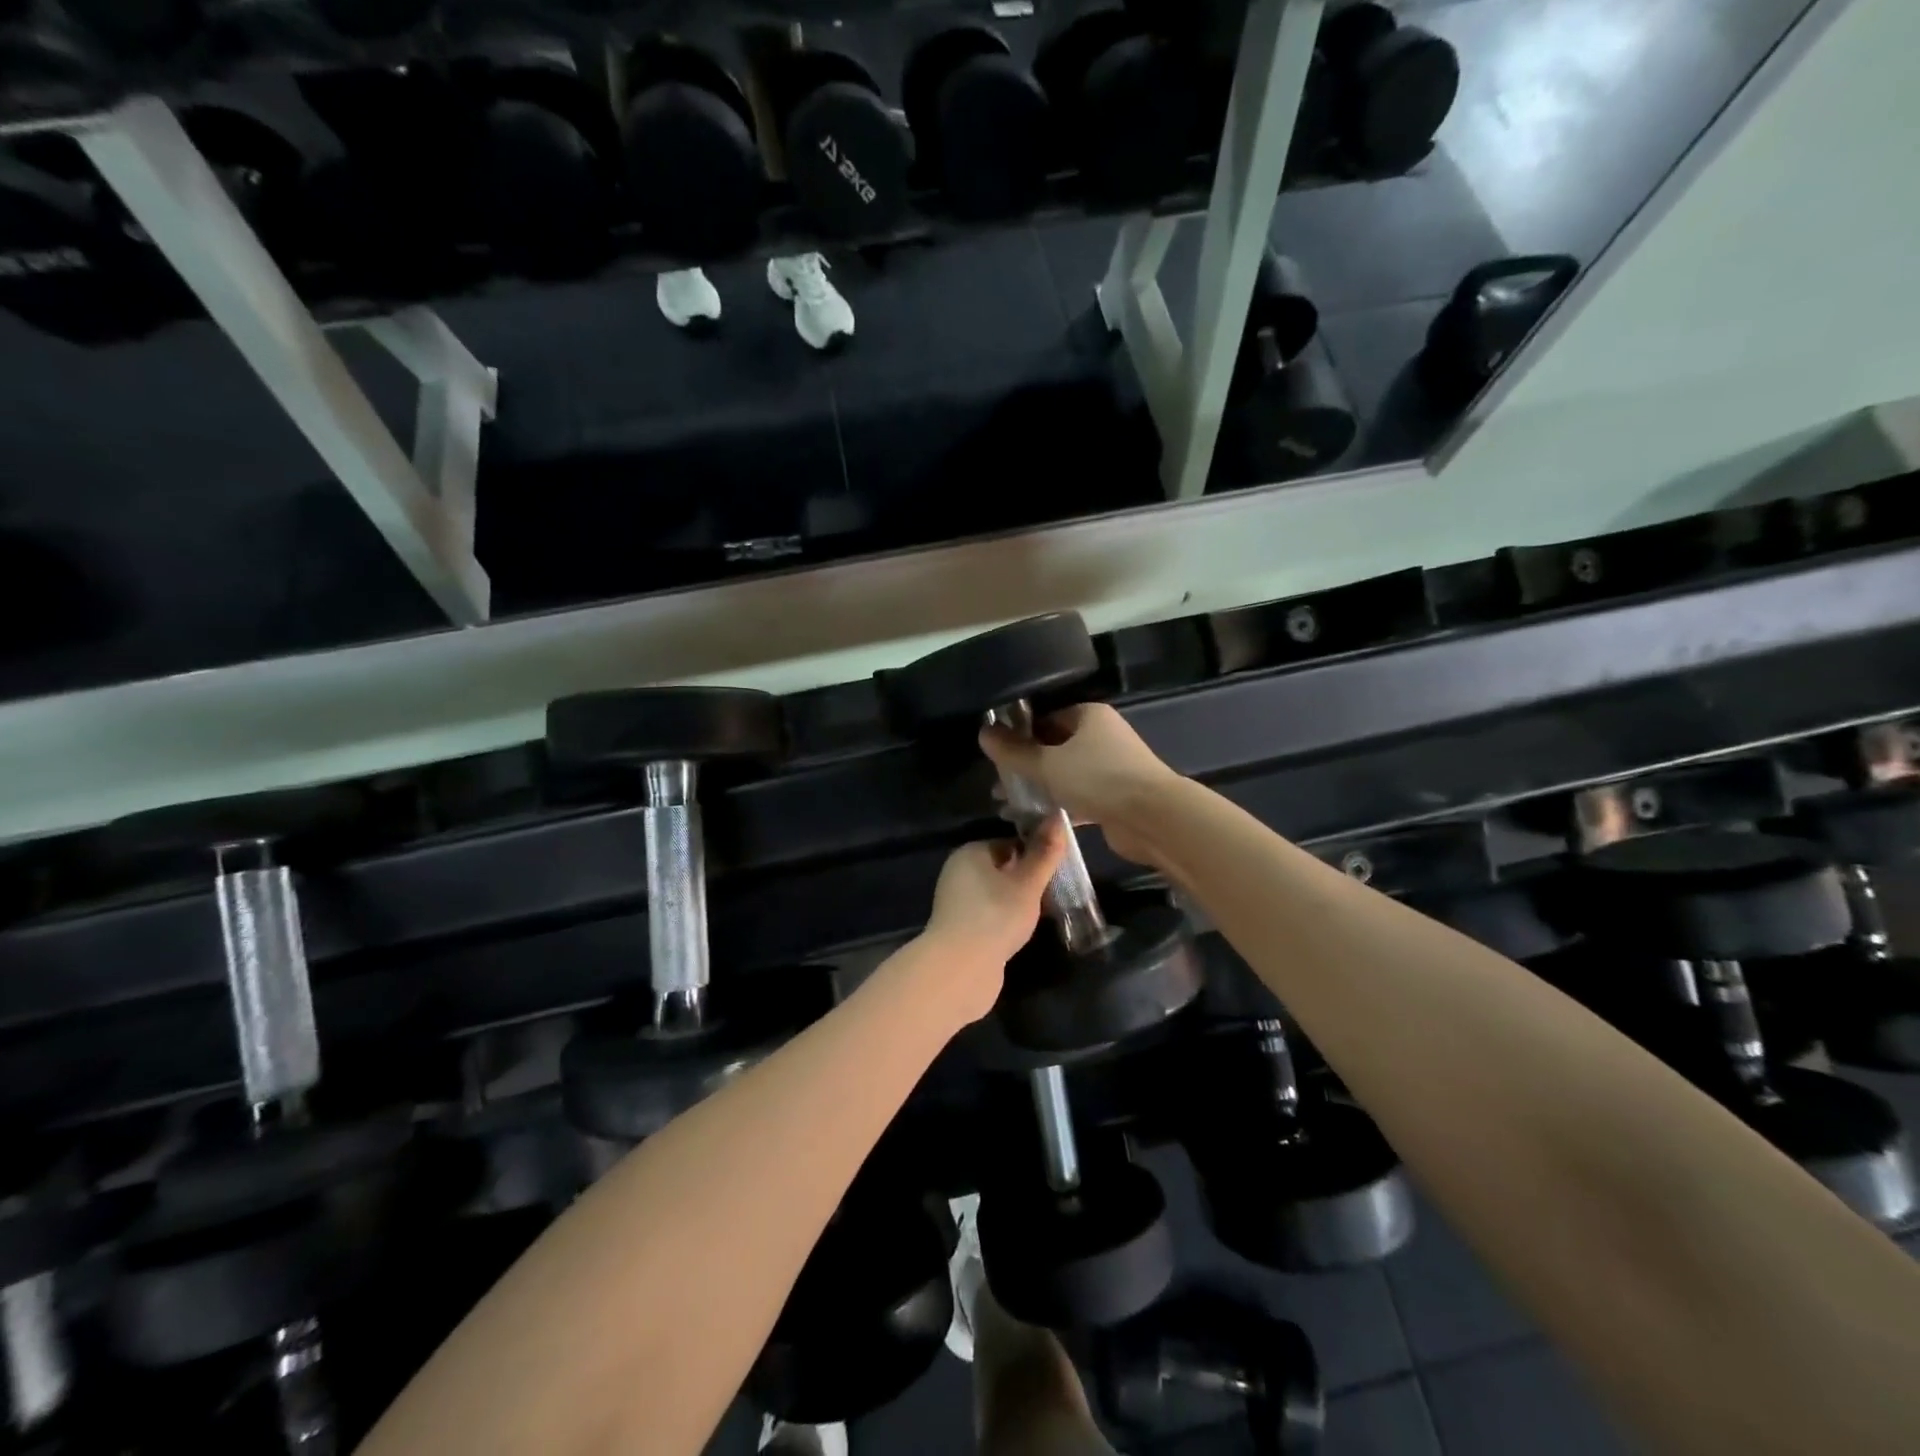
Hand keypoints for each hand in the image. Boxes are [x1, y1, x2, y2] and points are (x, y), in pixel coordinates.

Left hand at [920, 823, 1067, 1022]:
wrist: (960, 969)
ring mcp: (957, 902)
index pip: (1009, 842)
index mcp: (970, 853)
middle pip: (1002, 868)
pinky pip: (990, 915)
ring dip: (1018, 902)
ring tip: (1044, 912)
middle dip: (1027, 879)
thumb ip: (1044, 853)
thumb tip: (1059, 817)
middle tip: (1055, 891)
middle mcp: (959, 872)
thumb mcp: (1027, 883)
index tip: (1058, 868)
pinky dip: (1006, 920)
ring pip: (997, 894)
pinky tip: (1023, 932)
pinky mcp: (960, 928)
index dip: (1034, 853)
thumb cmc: (996, 916)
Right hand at [979, 703, 1181, 866]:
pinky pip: (1080, 797)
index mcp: (1089, 716)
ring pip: (1066, 774)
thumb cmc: (1098, 779)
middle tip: (999, 785)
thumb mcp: (1047, 764)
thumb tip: (983, 732)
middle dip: (1026, 766)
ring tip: (1009, 805)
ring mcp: (1112, 768)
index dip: (1020, 735)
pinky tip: (1036, 819)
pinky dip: (1060, 805)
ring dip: (1040, 788)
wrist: (1153, 818)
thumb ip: (1014, 752)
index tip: (997, 756)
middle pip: (1055, 747)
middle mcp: (1102, 736)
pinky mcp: (1116, 797)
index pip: (1046, 718)